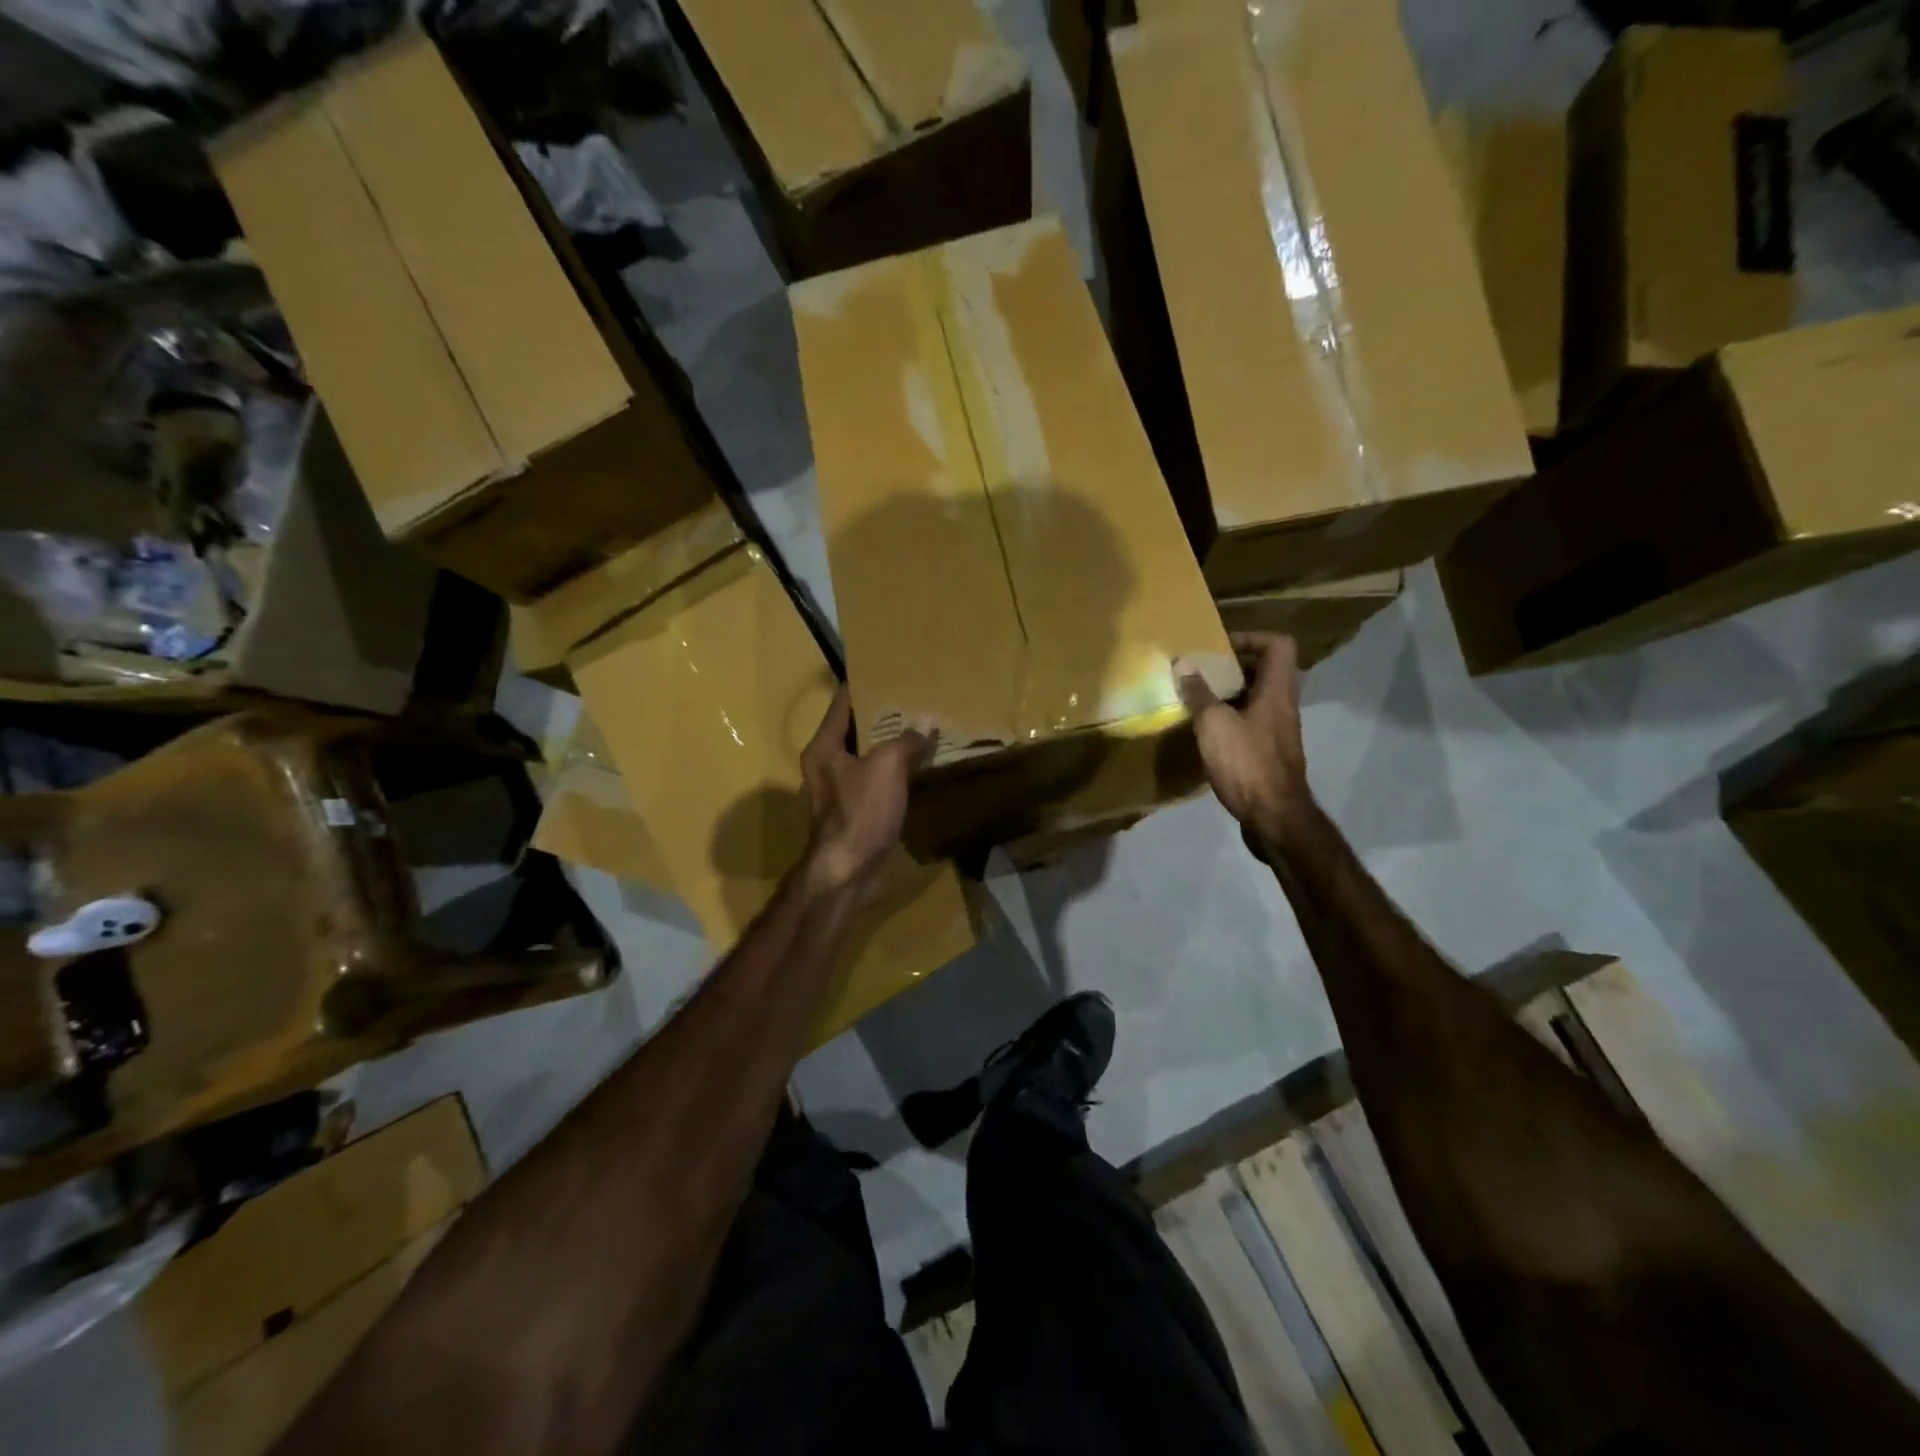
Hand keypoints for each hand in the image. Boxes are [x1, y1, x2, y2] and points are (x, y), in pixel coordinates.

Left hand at [800, 688, 932, 894]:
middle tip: (911, 697)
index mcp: (823, 746)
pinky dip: (889, 770)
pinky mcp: (849, 811)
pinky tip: (913, 768)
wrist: (844, 872)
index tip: (885, 669)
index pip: (842, 702)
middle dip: (879, 714)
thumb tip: (925, 721)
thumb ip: (906, 741)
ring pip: (863, 756)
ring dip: (886, 744)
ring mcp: (835, 790)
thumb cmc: (860, 813)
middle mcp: (823, 764)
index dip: (863, 684)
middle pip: (852, 729)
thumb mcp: (887, 768)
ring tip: (917, 728)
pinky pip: (871, 779)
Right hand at [1174, 633, 1311, 849]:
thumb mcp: (1214, 724)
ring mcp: (1279, 732)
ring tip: (1199, 701)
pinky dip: (1232, 720)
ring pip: (1258, 699)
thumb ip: (1199, 693)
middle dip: (1234, 667)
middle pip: (1267, 671)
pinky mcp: (1271, 754)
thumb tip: (1183, 662)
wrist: (1274, 817)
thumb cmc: (1246, 763)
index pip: (1279, 645)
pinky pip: (1252, 723)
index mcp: (1277, 691)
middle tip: (1204, 673)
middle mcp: (1284, 706)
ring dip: (1230, 695)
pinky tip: (1207, 733)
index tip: (1220, 649)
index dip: (1251, 638)